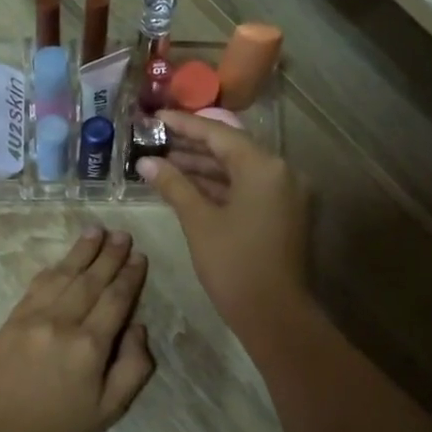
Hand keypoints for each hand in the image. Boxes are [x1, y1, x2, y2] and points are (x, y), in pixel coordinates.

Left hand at [0, 228, 154, 431]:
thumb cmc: (58, 431)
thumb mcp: (109, 411)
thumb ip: (133, 368)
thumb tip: (138, 327)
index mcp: (90, 346)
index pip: (116, 299)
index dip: (130, 276)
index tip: (139, 257)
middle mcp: (62, 323)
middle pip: (91, 280)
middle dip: (109, 255)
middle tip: (122, 234)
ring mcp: (32, 318)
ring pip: (63, 275)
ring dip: (82, 252)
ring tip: (96, 231)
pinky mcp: (10, 320)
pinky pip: (36, 286)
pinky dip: (53, 269)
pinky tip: (63, 260)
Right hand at [138, 111, 310, 341]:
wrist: (275, 315)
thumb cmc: (234, 264)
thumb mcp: (199, 221)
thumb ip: (174, 186)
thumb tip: (146, 162)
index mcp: (264, 167)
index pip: (219, 134)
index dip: (185, 124)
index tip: (156, 116)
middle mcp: (281, 172)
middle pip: (231, 149)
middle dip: (192, 146)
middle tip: (155, 139)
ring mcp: (284, 193)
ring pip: (238, 170)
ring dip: (203, 167)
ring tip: (163, 162)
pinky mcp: (282, 213)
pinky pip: (247, 189)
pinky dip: (219, 186)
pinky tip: (187, 186)